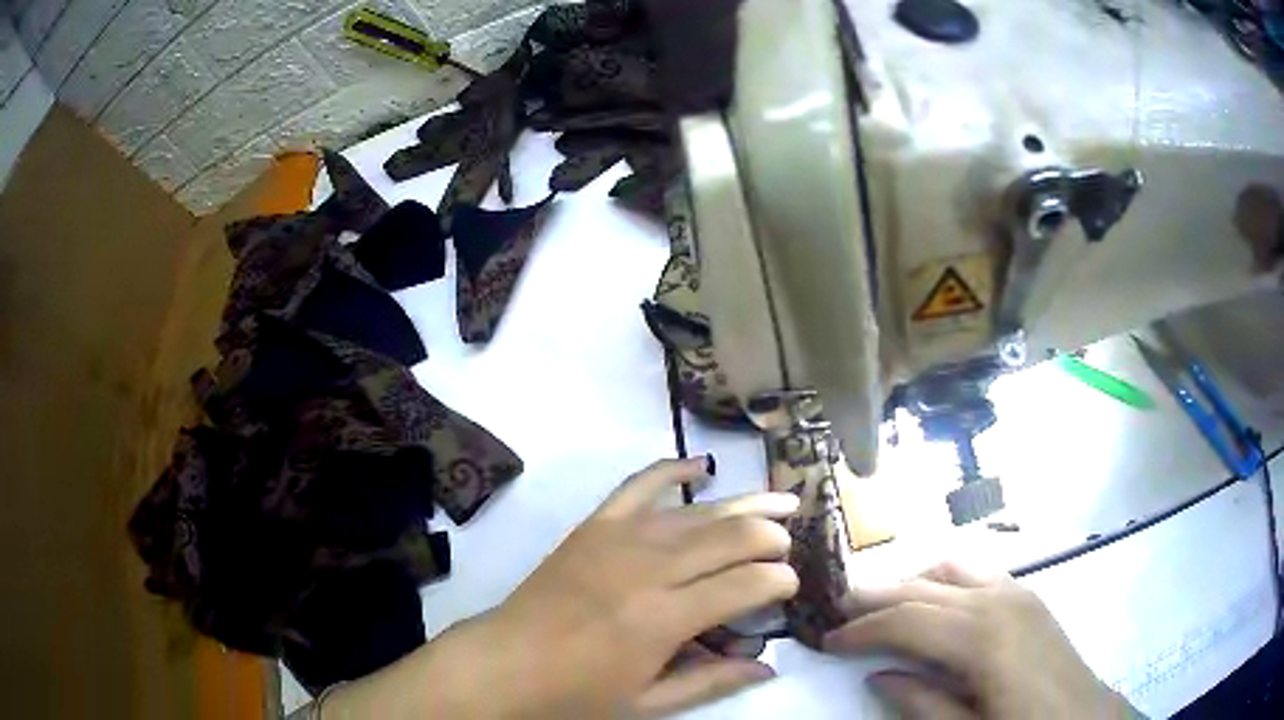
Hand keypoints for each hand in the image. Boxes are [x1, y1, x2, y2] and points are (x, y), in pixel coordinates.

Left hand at [482, 456, 799, 716]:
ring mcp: (618, 539)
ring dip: (743, 506)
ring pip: (696, 513)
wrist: (504, 663)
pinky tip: (701, 466)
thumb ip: (712, 682)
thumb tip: (769, 666)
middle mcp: (647, 569)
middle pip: (729, 537)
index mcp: (663, 619)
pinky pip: (639, 485)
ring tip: (781, 504)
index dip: (780, 581)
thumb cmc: (575, 694)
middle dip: (770, 538)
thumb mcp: (648, 703)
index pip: (745, 584)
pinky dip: (672, 470)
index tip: (791, 587)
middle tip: (787, 548)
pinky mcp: (594, 526)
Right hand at [824, 563, 1135, 719]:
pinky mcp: (1028, 595)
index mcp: (982, 637)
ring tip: (879, 605)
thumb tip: (880, 676)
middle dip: (875, 598)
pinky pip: (976, 573)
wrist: (1085, 718)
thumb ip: (922, 704)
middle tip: (836, 611)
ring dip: (909, 583)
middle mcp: (997, 600)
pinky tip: (933, 602)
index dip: (861, 630)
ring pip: (949, 570)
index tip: (826, 642)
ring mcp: (1017, 592)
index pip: (906, 621)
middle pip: (923, 588)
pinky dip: (942, 580)